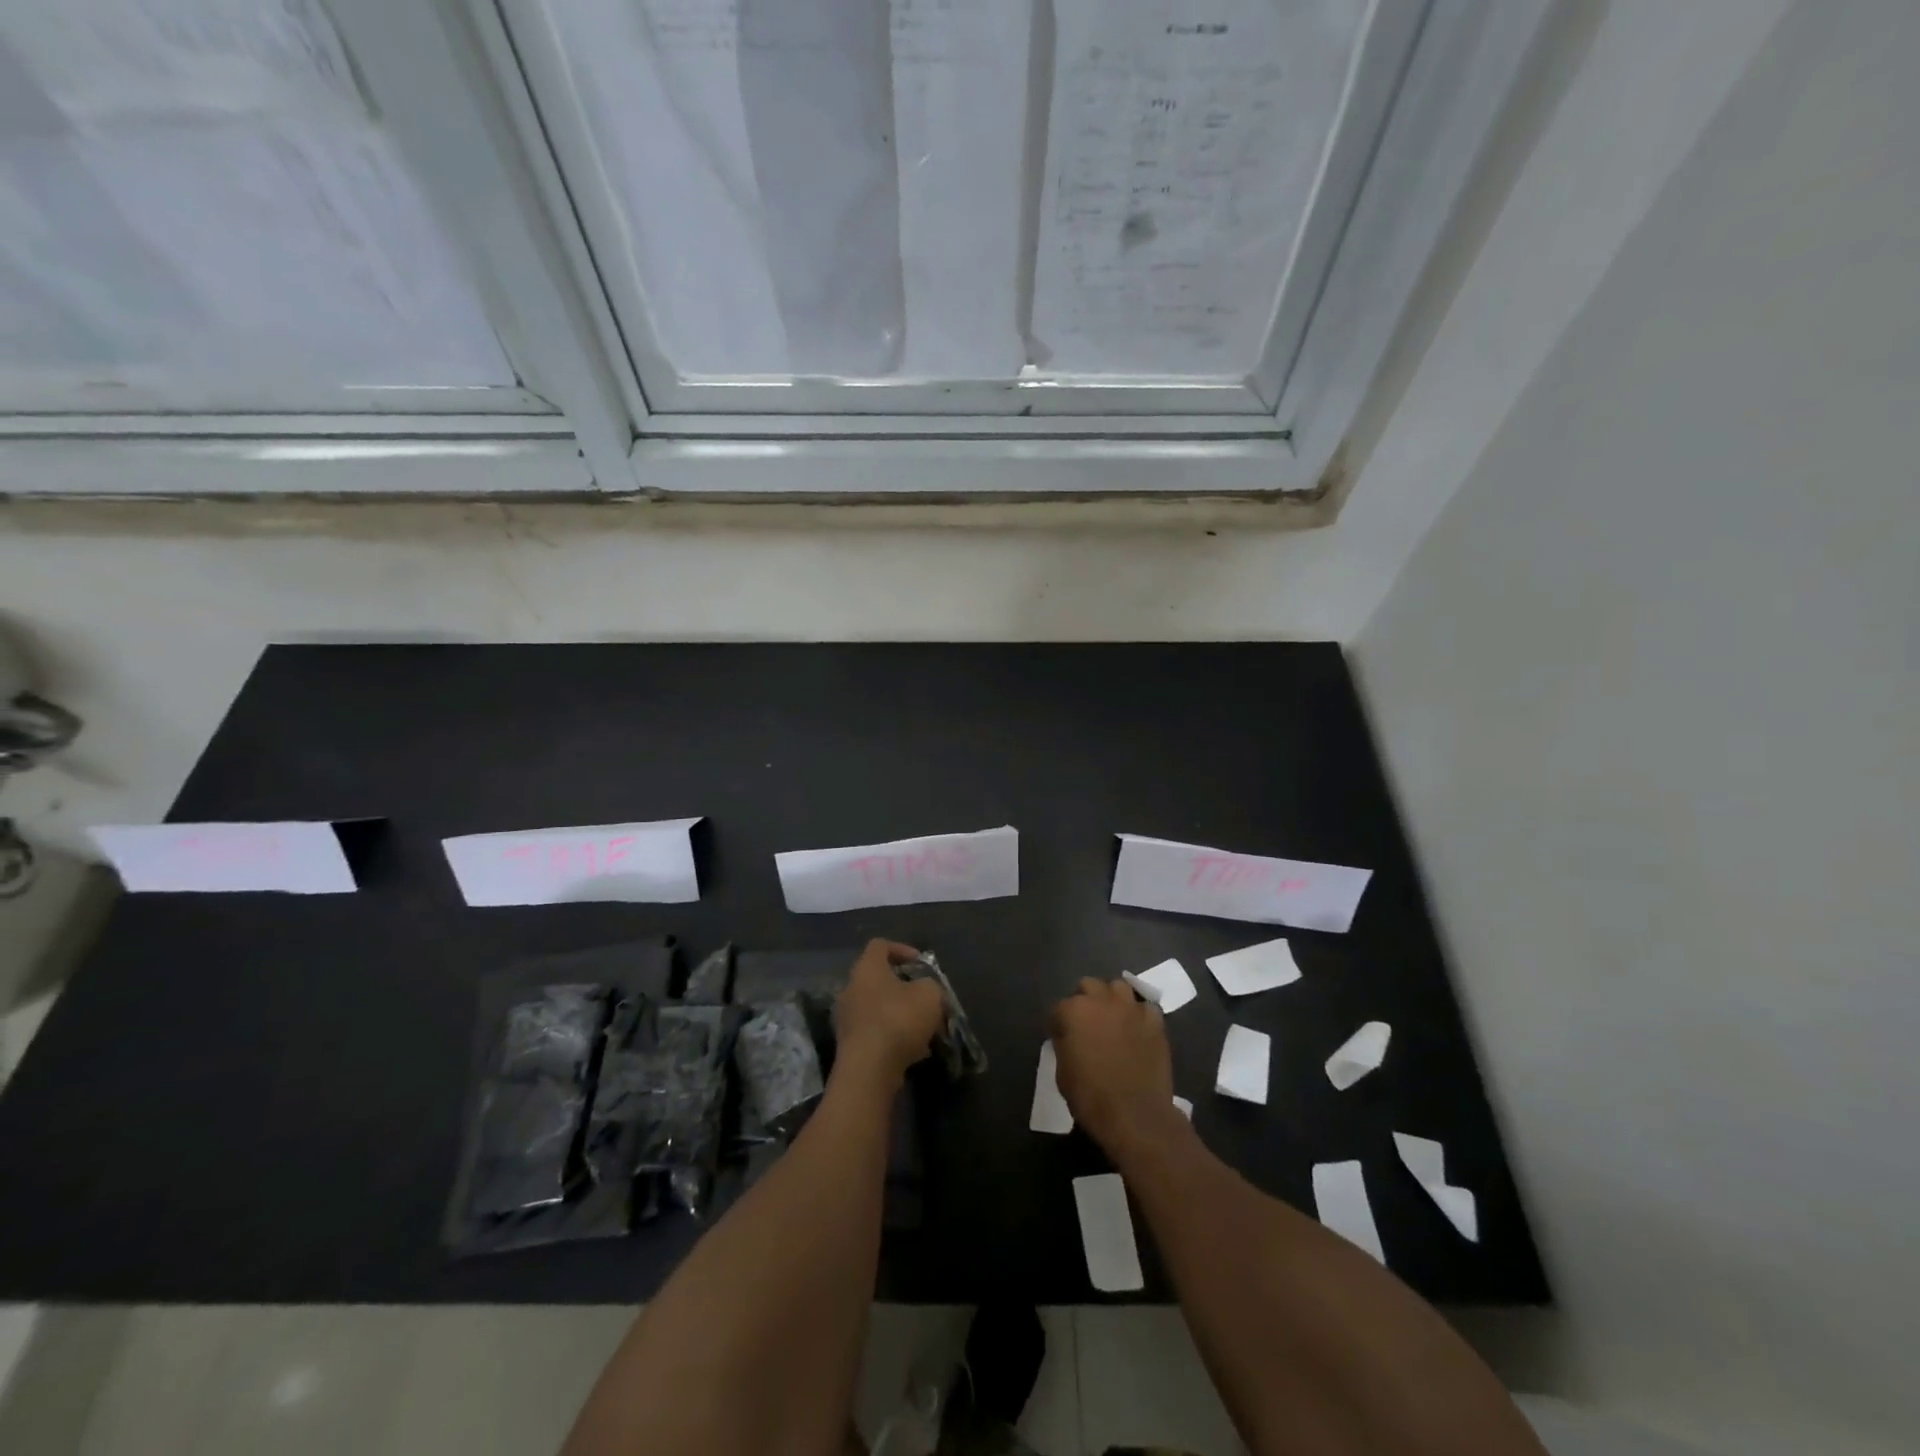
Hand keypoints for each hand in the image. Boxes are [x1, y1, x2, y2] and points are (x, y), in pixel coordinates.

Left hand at [833, 940, 945, 1088]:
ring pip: (878, 1007)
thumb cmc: (898, 1020)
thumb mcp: (929, 994)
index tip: (921, 964)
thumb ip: (930, 985)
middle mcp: (851, 988)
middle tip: (924, 997)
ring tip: (924, 1027)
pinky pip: (875, 1032)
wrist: (869, 1070)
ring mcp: (847, 1018)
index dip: (902, 949)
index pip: (880, 945)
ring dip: (900, 1013)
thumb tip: (925, 990)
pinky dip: (893, 1036)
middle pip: (878, 978)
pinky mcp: (850, 1045)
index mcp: (867, 968)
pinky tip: (915, 1050)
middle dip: (904, 987)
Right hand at [1051, 978, 1182, 1158]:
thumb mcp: (1062, 1072)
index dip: (1059, 1023)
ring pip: (1118, 987)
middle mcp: (1101, 1000)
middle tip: (1087, 1023)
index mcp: (1073, 1011)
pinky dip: (1139, 1014)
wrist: (1135, 1115)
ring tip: (1113, 1017)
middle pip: (1088, 986)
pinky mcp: (1154, 1021)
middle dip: (1085, 1000)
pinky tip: (1137, 1028)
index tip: (1062, 1037)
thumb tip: (1069, 1036)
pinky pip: (1145, 1006)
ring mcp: (1131, 1008)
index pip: (1059, 1007)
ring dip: (1112, 998)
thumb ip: (1064, 1044)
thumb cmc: (1091, 1097)